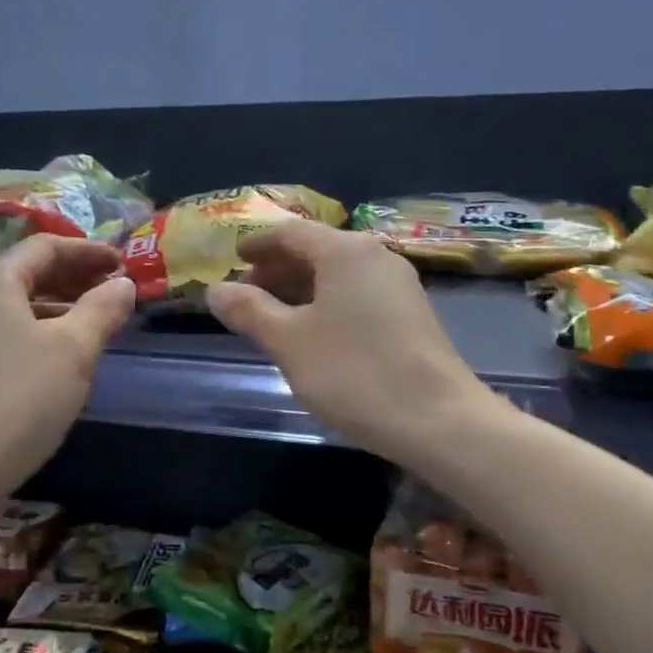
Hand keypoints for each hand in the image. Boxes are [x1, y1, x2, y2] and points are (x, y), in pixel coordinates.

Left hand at [0, 235, 135, 492]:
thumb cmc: (21, 397)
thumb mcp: (74, 349)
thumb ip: (102, 309)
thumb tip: (123, 284)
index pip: (46, 247)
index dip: (88, 251)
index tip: (123, 264)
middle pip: (30, 272)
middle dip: (76, 276)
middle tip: (115, 289)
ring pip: (20, 304)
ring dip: (61, 305)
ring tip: (98, 320)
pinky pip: (10, 330)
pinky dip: (42, 329)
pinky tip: (64, 354)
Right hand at [206, 222, 489, 466]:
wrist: (438, 419)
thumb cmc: (353, 372)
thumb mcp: (289, 342)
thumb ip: (249, 311)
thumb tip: (214, 290)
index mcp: (345, 251)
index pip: (291, 233)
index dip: (258, 244)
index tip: (234, 258)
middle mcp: (375, 257)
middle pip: (317, 251)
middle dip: (278, 269)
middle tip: (247, 292)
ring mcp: (399, 286)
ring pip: (338, 275)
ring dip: (302, 289)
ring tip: (273, 316)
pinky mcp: (411, 315)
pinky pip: (357, 295)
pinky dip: (327, 304)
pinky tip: (313, 334)